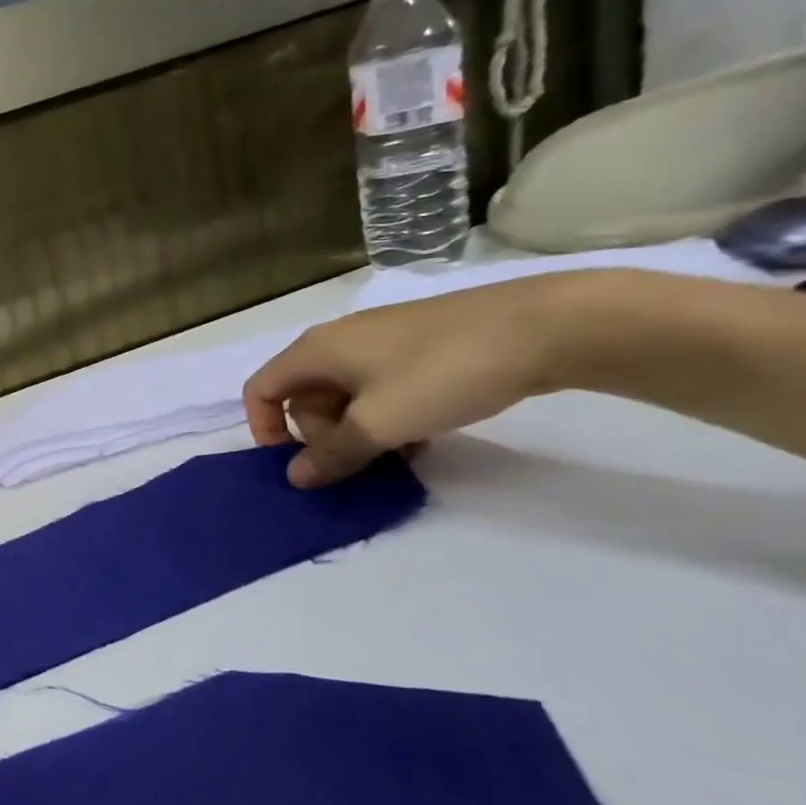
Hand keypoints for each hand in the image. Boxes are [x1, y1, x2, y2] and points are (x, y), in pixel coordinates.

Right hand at [243, 274, 584, 487]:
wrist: (544, 326)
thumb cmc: (442, 373)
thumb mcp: (380, 423)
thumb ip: (333, 454)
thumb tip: (295, 478)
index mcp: (315, 351)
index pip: (260, 390)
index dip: (264, 429)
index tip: (293, 464)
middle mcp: (337, 342)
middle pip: (304, 398)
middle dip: (323, 437)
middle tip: (360, 462)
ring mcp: (378, 342)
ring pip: (345, 397)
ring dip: (359, 433)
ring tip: (399, 456)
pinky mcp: (416, 346)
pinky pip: (379, 388)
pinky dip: (387, 417)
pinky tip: (421, 437)